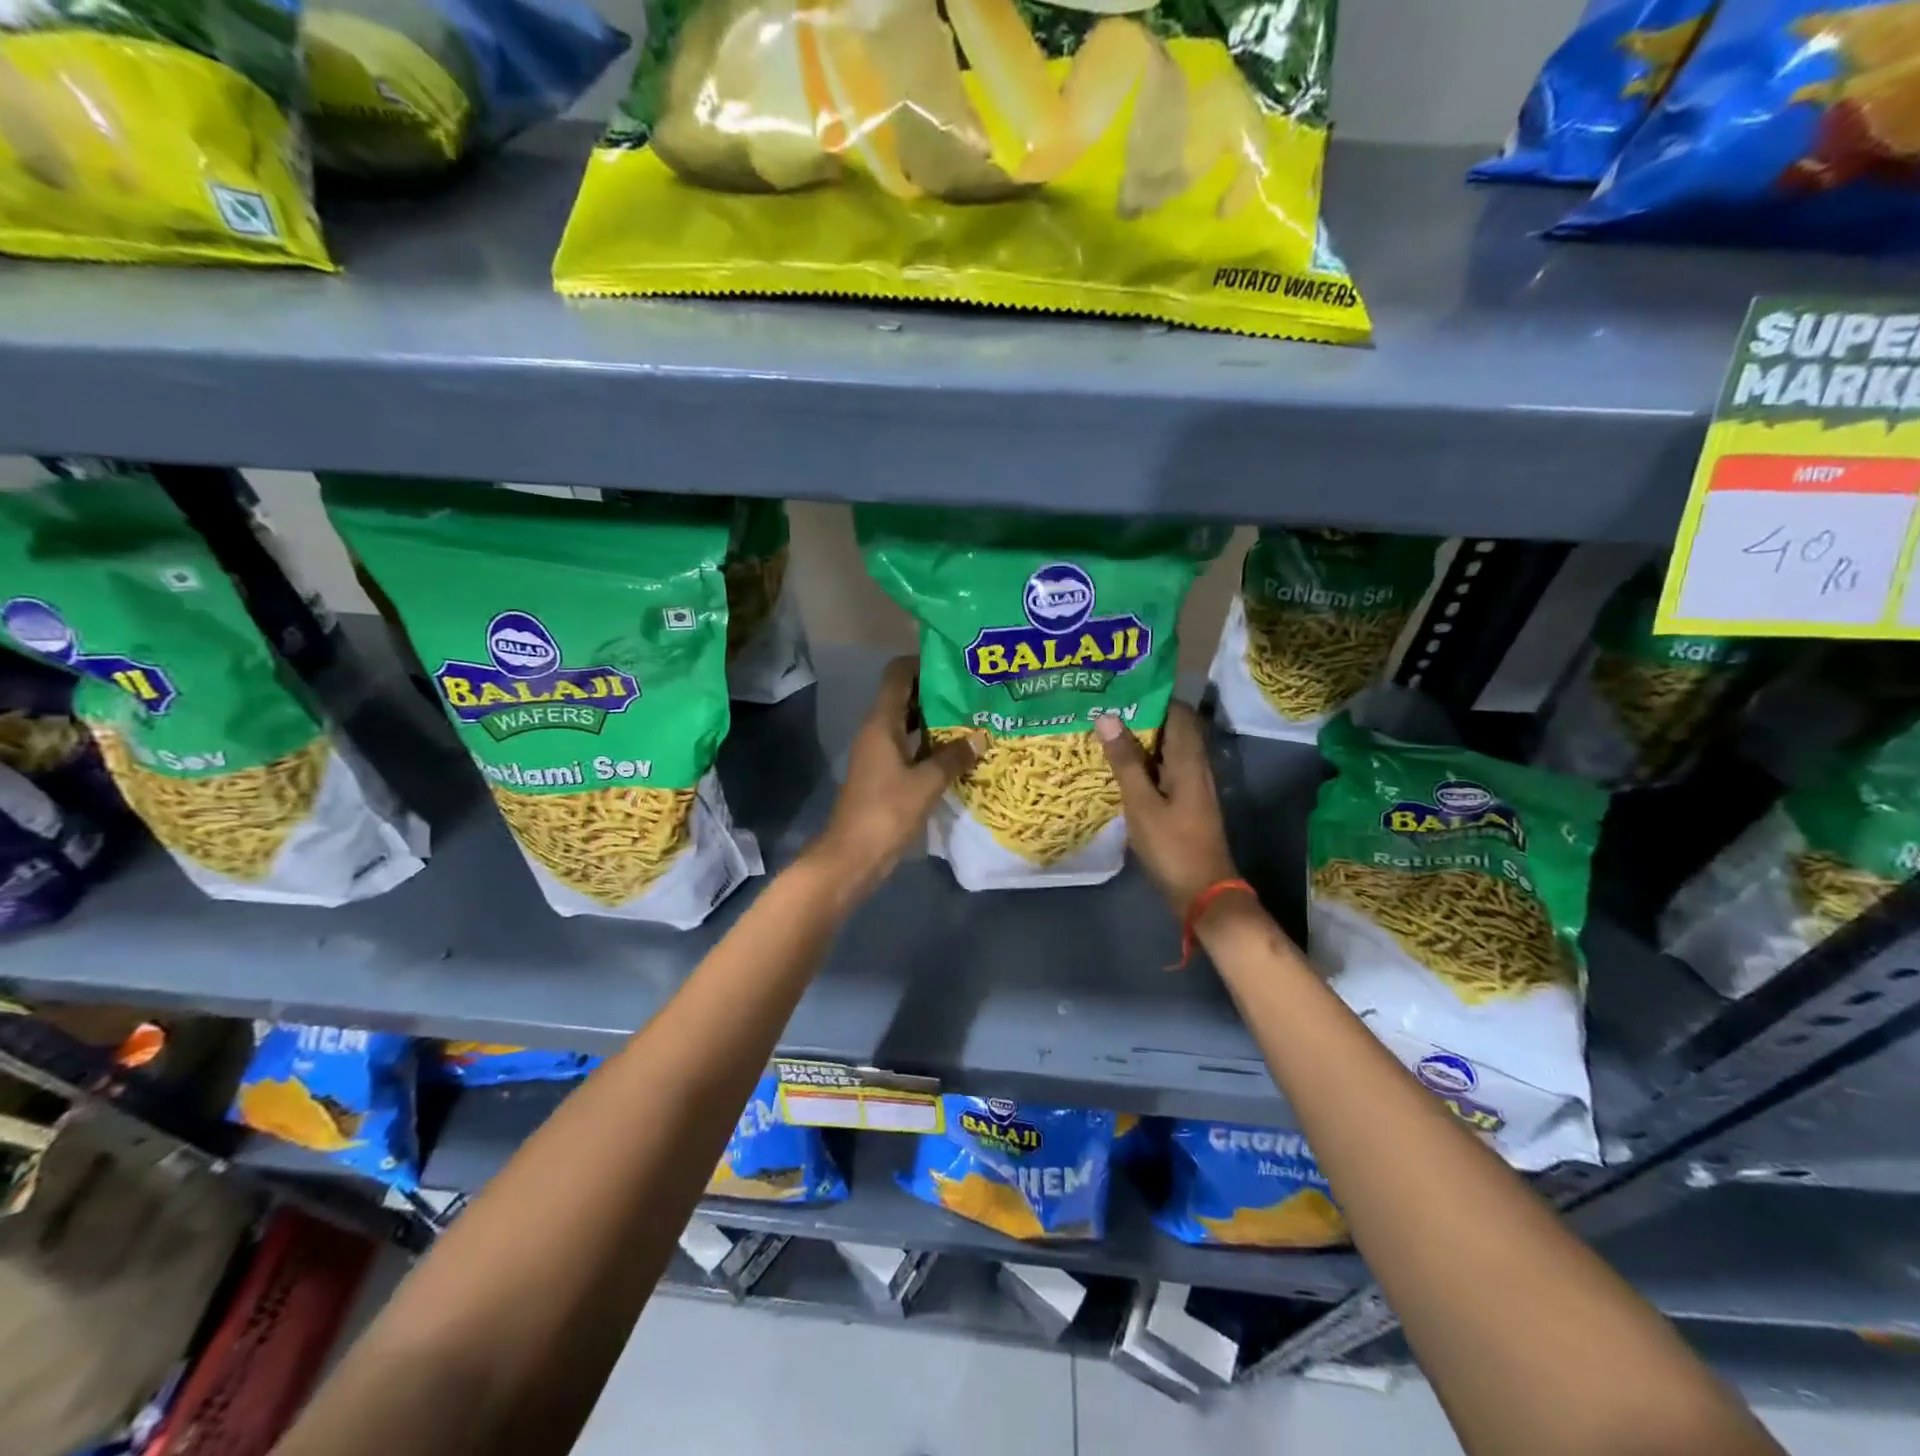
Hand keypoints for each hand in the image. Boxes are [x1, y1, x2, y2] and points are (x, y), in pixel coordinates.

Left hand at [807, 657, 979, 895]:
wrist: (854, 855)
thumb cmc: (886, 812)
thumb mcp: (926, 783)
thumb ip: (953, 758)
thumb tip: (981, 738)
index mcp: (881, 723)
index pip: (897, 675)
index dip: (921, 662)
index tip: (955, 662)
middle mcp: (877, 731)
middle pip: (905, 696)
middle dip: (937, 690)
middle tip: (974, 689)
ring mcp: (880, 753)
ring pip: (909, 723)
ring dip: (936, 719)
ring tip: (973, 715)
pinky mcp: (886, 774)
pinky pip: (911, 747)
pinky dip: (931, 744)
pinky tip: (959, 750)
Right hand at [1096, 703, 1240, 917]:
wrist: (1204, 893)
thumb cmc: (1173, 846)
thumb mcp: (1142, 804)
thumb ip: (1125, 761)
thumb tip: (1108, 716)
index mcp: (1189, 760)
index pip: (1178, 712)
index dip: (1152, 697)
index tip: (1120, 691)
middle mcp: (1196, 766)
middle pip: (1172, 729)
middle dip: (1140, 718)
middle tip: (1103, 712)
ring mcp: (1193, 786)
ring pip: (1167, 751)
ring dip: (1140, 742)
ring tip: (1104, 735)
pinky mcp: (1186, 803)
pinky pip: (1164, 771)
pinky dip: (1144, 765)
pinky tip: (1118, 771)